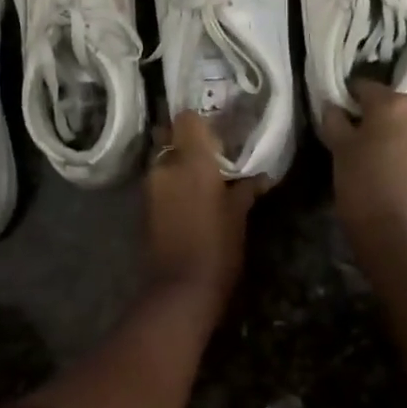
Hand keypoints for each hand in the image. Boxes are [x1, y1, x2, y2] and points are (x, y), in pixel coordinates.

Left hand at [143, 112, 266, 309]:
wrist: (180, 289)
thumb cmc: (217, 246)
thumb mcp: (239, 214)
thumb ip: (247, 188)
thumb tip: (262, 176)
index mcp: (192, 159)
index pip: (187, 118)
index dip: (199, 120)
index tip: (216, 129)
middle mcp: (166, 165)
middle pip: (169, 135)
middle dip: (186, 140)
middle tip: (210, 151)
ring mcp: (150, 186)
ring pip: (162, 159)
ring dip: (177, 162)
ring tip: (202, 176)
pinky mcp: (144, 206)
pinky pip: (158, 181)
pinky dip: (171, 182)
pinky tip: (189, 196)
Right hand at [319, 80, 406, 244]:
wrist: (404, 237)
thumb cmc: (364, 187)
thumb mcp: (339, 151)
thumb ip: (335, 121)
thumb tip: (334, 106)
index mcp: (392, 102)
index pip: (366, 85)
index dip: (350, 95)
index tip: (341, 108)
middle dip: (392, 99)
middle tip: (372, 118)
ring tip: (390, 138)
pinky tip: (403, 157)